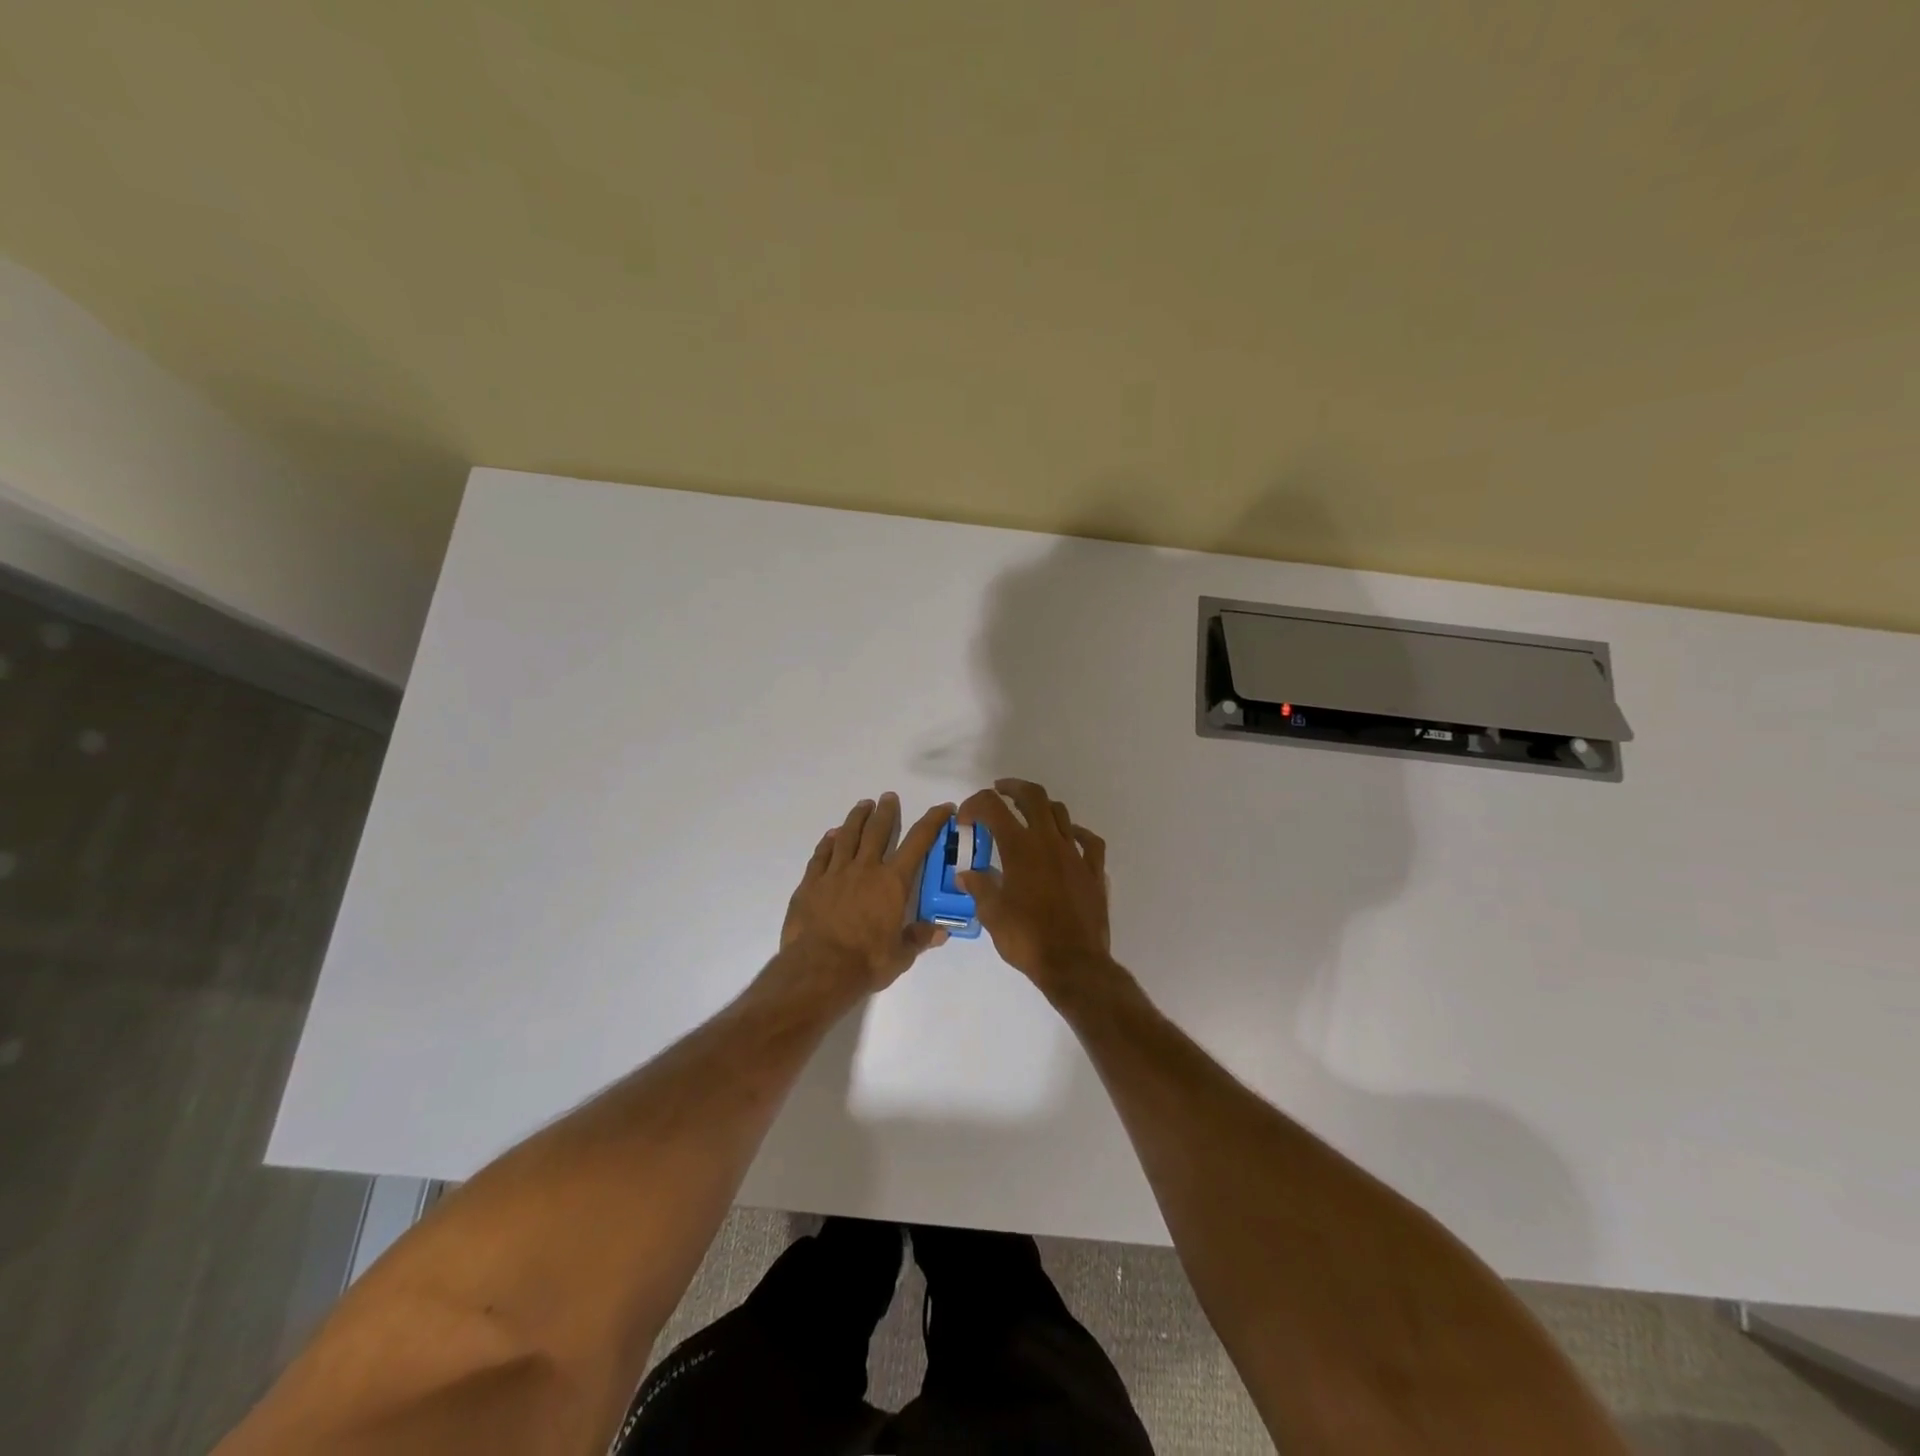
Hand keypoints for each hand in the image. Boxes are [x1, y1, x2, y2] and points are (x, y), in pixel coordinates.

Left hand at [781, 793, 954, 993]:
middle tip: (889, 797)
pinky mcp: (811, 883)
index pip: (918, 843)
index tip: (943, 807)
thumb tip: (941, 932)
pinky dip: (828, 842)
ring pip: (847, 836)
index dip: (932, 821)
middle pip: (877, 831)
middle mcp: (865, 869)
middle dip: (886, 812)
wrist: (819, 969)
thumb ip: (919, 938)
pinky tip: (831, 836)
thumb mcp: (901, 956)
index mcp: (893, 883)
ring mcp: (835, 873)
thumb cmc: (866, 962)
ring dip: (856, 818)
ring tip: (863, 805)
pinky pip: (821, 855)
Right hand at [956, 778, 1112, 997]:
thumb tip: (966, 874)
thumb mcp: (992, 914)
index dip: (975, 805)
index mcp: (1020, 848)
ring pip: (1060, 813)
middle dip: (1013, 788)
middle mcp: (1049, 841)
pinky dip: (1075, 833)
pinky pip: (1089, 841)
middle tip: (1000, 791)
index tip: (965, 819)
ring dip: (1041, 807)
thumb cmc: (1027, 938)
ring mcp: (1075, 854)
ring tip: (1029, 814)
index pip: (993, 808)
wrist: (1074, 963)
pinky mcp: (1093, 871)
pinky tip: (1068, 839)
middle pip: (1033, 797)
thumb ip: (979, 887)